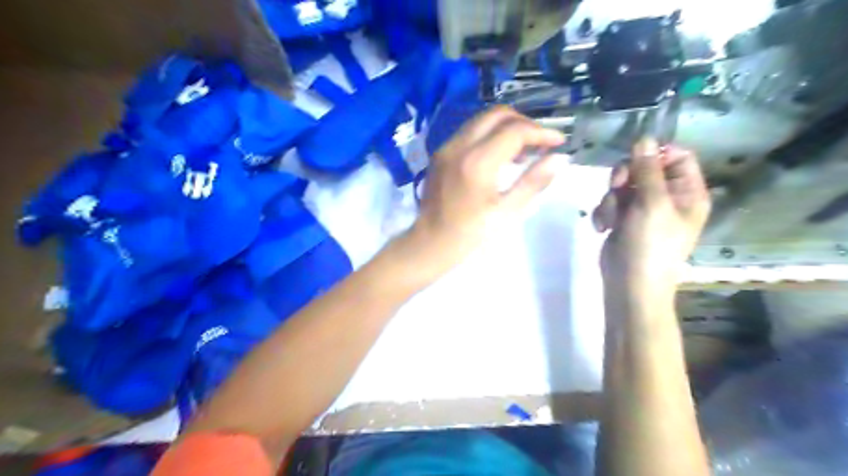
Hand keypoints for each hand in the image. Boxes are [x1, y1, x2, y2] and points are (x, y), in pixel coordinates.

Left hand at [401, 106, 561, 275]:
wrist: (430, 242)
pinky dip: (489, 135)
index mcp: (477, 162)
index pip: (515, 131)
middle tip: (540, 143)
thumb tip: (559, 158)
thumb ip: (533, 182)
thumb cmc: (470, 233)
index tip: (559, 142)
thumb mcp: (507, 212)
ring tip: (523, 151)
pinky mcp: (440, 153)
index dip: (541, 133)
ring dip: (507, 127)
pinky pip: (469, 132)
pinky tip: (499, 156)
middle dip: (524, 122)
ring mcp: (446, 147)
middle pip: (497, 114)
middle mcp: (459, 146)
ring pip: (482, 120)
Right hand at [591, 138, 709, 301]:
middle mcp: (666, 198)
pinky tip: (603, 228)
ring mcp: (642, 210)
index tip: (634, 159)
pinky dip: (603, 213)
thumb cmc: (650, 245)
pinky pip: (609, 203)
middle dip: (625, 177)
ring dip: (611, 199)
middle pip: (643, 168)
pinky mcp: (622, 220)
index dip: (655, 154)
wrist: (630, 284)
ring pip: (621, 186)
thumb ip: (647, 170)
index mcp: (687, 192)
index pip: (677, 156)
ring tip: (611, 220)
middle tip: (618, 188)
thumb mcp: (652, 203)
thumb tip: (645, 137)